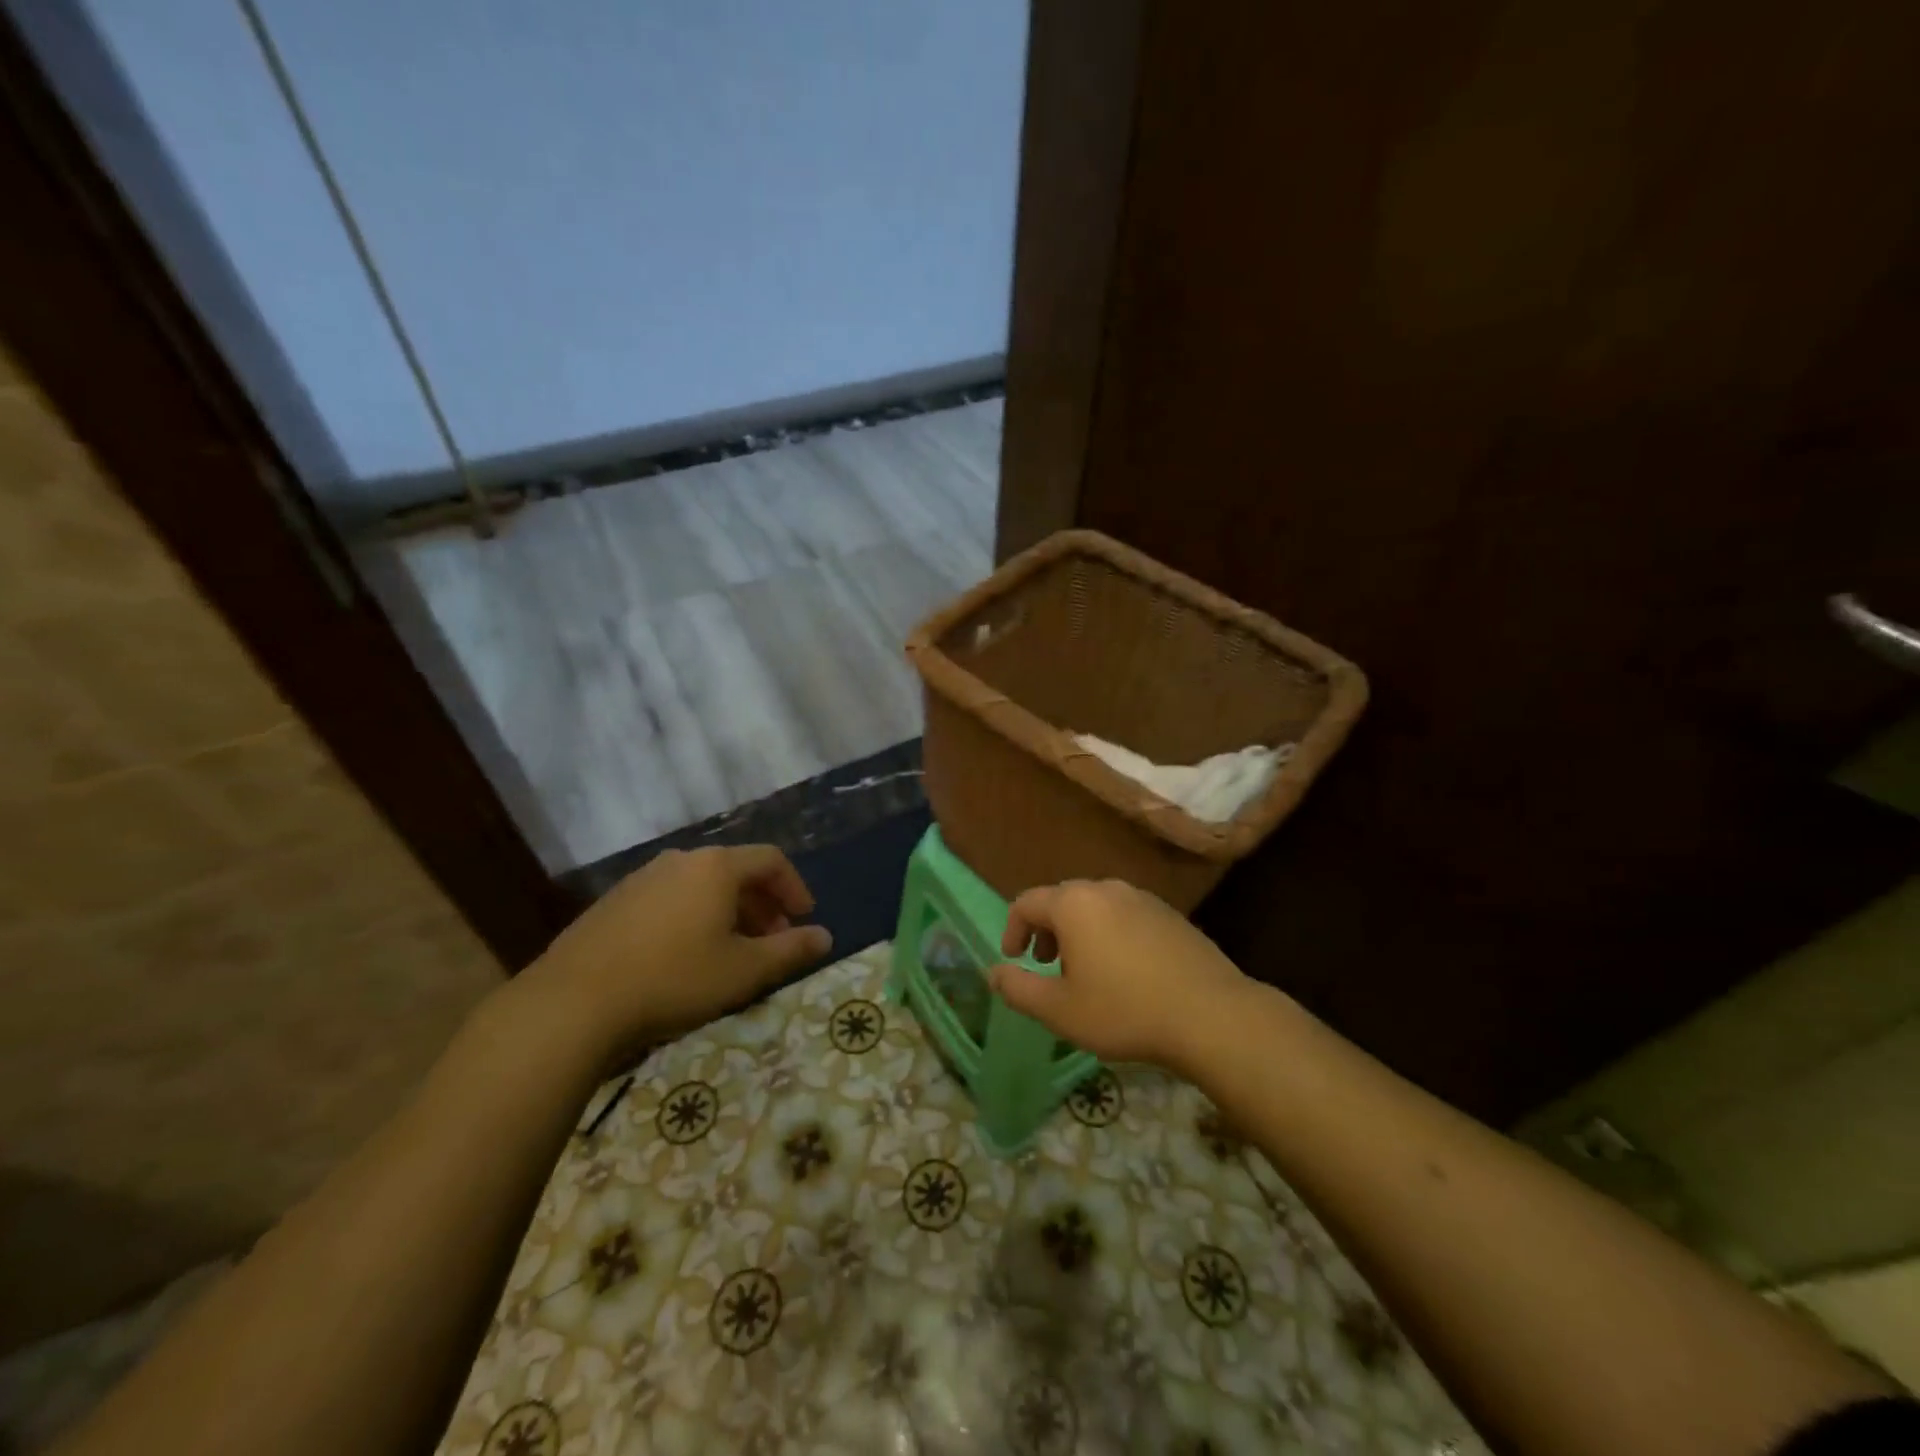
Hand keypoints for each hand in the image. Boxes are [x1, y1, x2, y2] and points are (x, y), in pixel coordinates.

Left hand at [523, 845, 831, 1060]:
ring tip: (732, 951)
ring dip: (728, 912)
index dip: (794, 887)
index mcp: (716, 867)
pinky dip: (692, 917)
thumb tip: (826, 937)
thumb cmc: (674, 978)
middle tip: (773, 941)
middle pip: (735, 871)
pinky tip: (685, 956)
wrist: (574, 1002)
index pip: (771, 860)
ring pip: (701, 886)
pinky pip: (670, 899)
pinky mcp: (614, 902)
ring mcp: (642, 878)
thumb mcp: (744, 970)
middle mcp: (681, 860)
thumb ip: (790, 951)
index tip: (804, 919)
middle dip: (762, 904)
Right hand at [989, 878, 1255, 1071]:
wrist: (1211, 1015)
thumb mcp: (1060, 1010)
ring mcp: (1142, 898)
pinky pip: (1124, 915)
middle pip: (1062, 900)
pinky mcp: (1169, 913)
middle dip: (1046, 930)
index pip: (1027, 902)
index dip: (1013, 930)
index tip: (1015, 960)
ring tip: (1083, 970)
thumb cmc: (1125, 1011)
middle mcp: (1106, 889)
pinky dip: (1109, 933)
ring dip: (1078, 932)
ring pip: (1095, 906)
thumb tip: (993, 972)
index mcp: (1074, 904)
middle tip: (1046, 964)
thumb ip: (1019, 988)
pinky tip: (1123, 971)